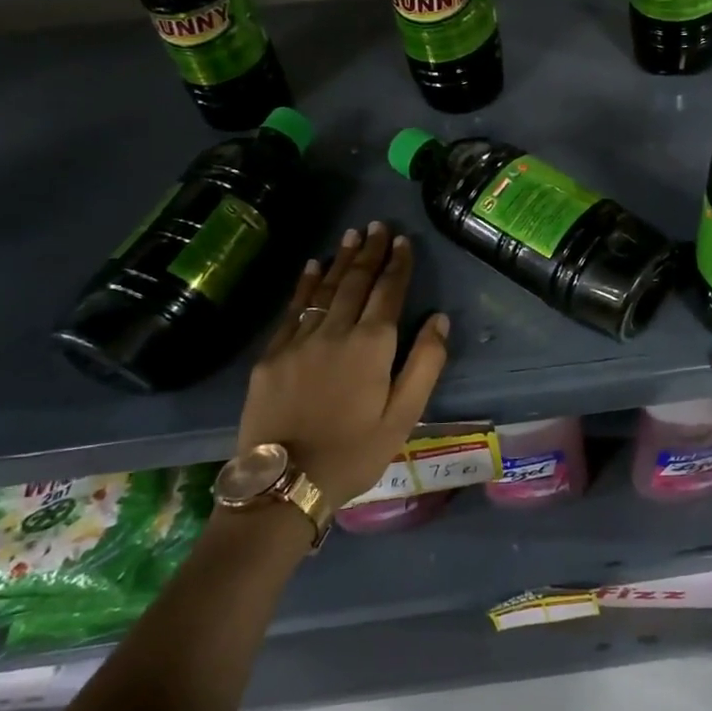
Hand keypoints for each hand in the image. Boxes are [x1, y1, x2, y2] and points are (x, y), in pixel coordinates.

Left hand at [235, 221, 450, 504]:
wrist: (284, 484)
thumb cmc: (354, 453)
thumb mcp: (404, 416)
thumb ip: (425, 364)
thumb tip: (440, 319)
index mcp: (372, 346)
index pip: (388, 293)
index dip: (398, 265)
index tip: (403, 240)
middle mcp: (335, 332)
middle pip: (356, 283)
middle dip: (370, 252)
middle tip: (378, 225)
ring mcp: (299, 341)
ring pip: (324, 290)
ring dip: (340, 261)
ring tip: (352, 236)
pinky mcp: (271, 355)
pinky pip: (292, 309)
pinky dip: (305, 285)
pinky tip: (311, 267)